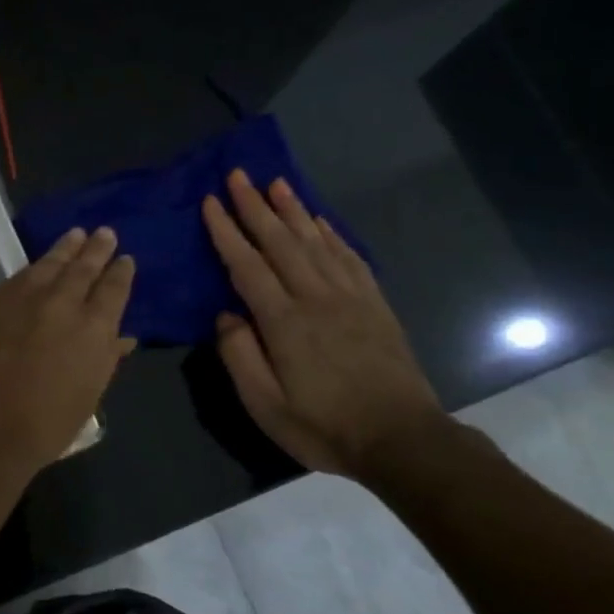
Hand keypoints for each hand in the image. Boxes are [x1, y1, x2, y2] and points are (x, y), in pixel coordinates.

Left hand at [0, 227, 136, 479]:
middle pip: (83, 267)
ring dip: (64, 248)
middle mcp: (61, 302)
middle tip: (105, 232)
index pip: (114, 289)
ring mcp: (22, 298)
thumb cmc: (46, 424)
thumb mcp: (88, 395)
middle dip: (96, 249)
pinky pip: (17, 278)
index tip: (125, 259)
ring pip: (48, 264)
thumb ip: (106, 359)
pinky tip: (35, 267)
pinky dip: (32, 269)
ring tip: (74, 235)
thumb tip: (122, 338)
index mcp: (94, 327)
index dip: (121, 272)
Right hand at [202, 172, 445, 479]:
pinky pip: (349, 258)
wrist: (402, 439)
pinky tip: (320, 220)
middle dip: (256, 206)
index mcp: (284, 321)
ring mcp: (350, 298)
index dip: (226, 231)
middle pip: (281, 242)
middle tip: (239, 173)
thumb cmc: (323, 426)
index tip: (211, 201)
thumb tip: (225, 314)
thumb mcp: (265, 405)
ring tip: (276, 182)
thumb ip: (240, 355)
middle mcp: (316, 297)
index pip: (247, 265)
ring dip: (292, 210)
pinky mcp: (374, 305)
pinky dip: (331, 234)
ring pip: (316, 241)